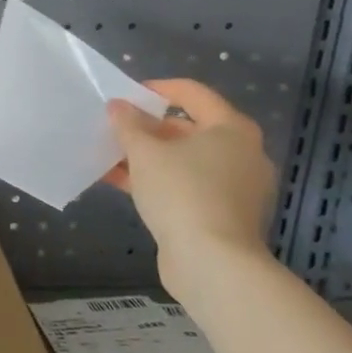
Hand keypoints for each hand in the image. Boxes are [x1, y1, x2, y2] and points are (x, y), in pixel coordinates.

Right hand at [103, 79, 276, 296]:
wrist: (213, 264)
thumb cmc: (183, 193)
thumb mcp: (145, 152)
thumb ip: (128, 124)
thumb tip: (118, 107)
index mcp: (232, 129)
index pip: (192, 93)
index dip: (157, 89)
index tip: (126, 95)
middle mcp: (241, 154)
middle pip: (188, 128)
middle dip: (148, 127)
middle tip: (115, 127)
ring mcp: (235, 187)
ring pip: (184, 160)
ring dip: (148, 156)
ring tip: (110, 154)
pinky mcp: (223, 215)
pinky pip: (186, 185)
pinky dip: (157, 180)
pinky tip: (120, 182)